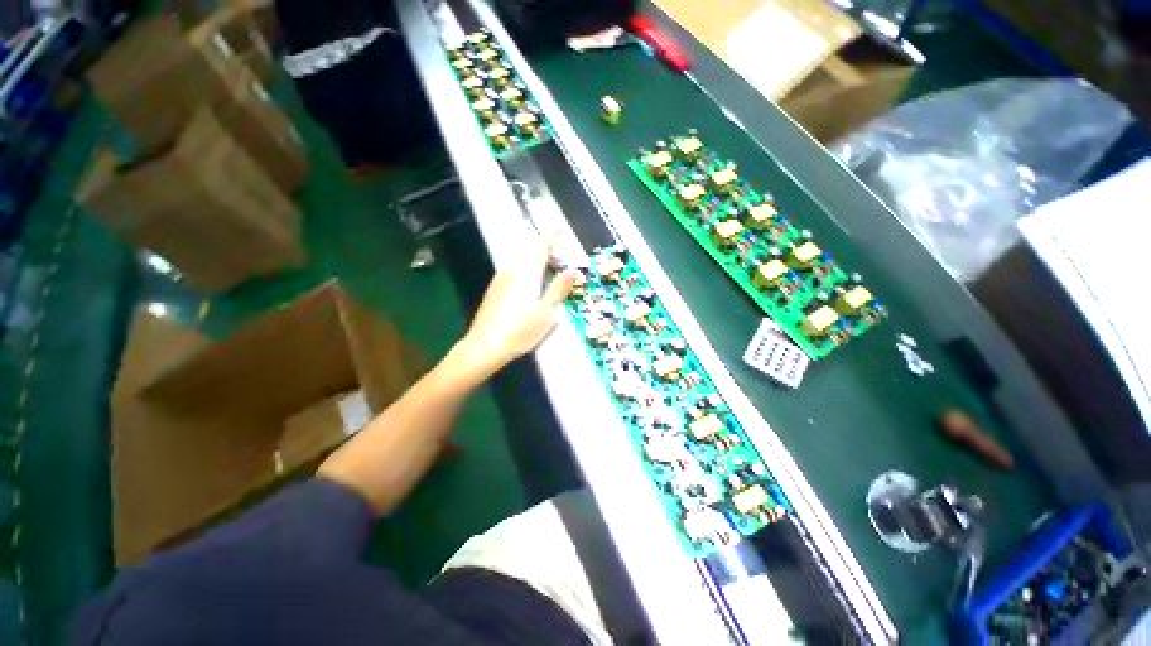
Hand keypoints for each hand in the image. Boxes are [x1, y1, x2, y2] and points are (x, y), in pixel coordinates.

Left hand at [451, 234, 576, 380]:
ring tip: (546, 270)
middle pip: (529, 252)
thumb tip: (573, 269)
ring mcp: (500, 280)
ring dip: (534, 261)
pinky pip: (512, 271)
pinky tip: (528, 284)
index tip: (559, 228)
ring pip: (520, 262)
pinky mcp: (493, 290)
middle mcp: (512, 270)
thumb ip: (559, 288)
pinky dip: (524, 270)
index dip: (550, 236)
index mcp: (527, 273)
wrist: (485, 345)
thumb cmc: (521, 330)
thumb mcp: (546, 311)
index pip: (541, 246)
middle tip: (559, 256)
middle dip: (544, 249)